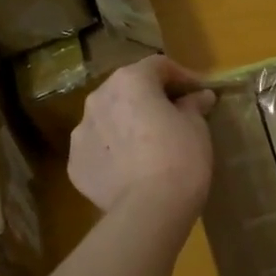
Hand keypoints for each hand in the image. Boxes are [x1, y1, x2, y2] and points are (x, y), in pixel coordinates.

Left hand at [69, 56, 215, 223]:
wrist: (149, 209)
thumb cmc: (180, 158)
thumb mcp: (197, 127)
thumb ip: (193, 106)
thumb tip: (200, 96)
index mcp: (130, 82)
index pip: (158, 65)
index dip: (181, 76)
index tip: (198, 92)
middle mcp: (98, 99)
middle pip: (127, 88)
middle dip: (149, 97)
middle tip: (173, 115)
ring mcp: (81, 132)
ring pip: (107, 118)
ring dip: (126, 123)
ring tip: (148, 145)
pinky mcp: (75, 164)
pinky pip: (98, 149)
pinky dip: (113, 152)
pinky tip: (131, 169)